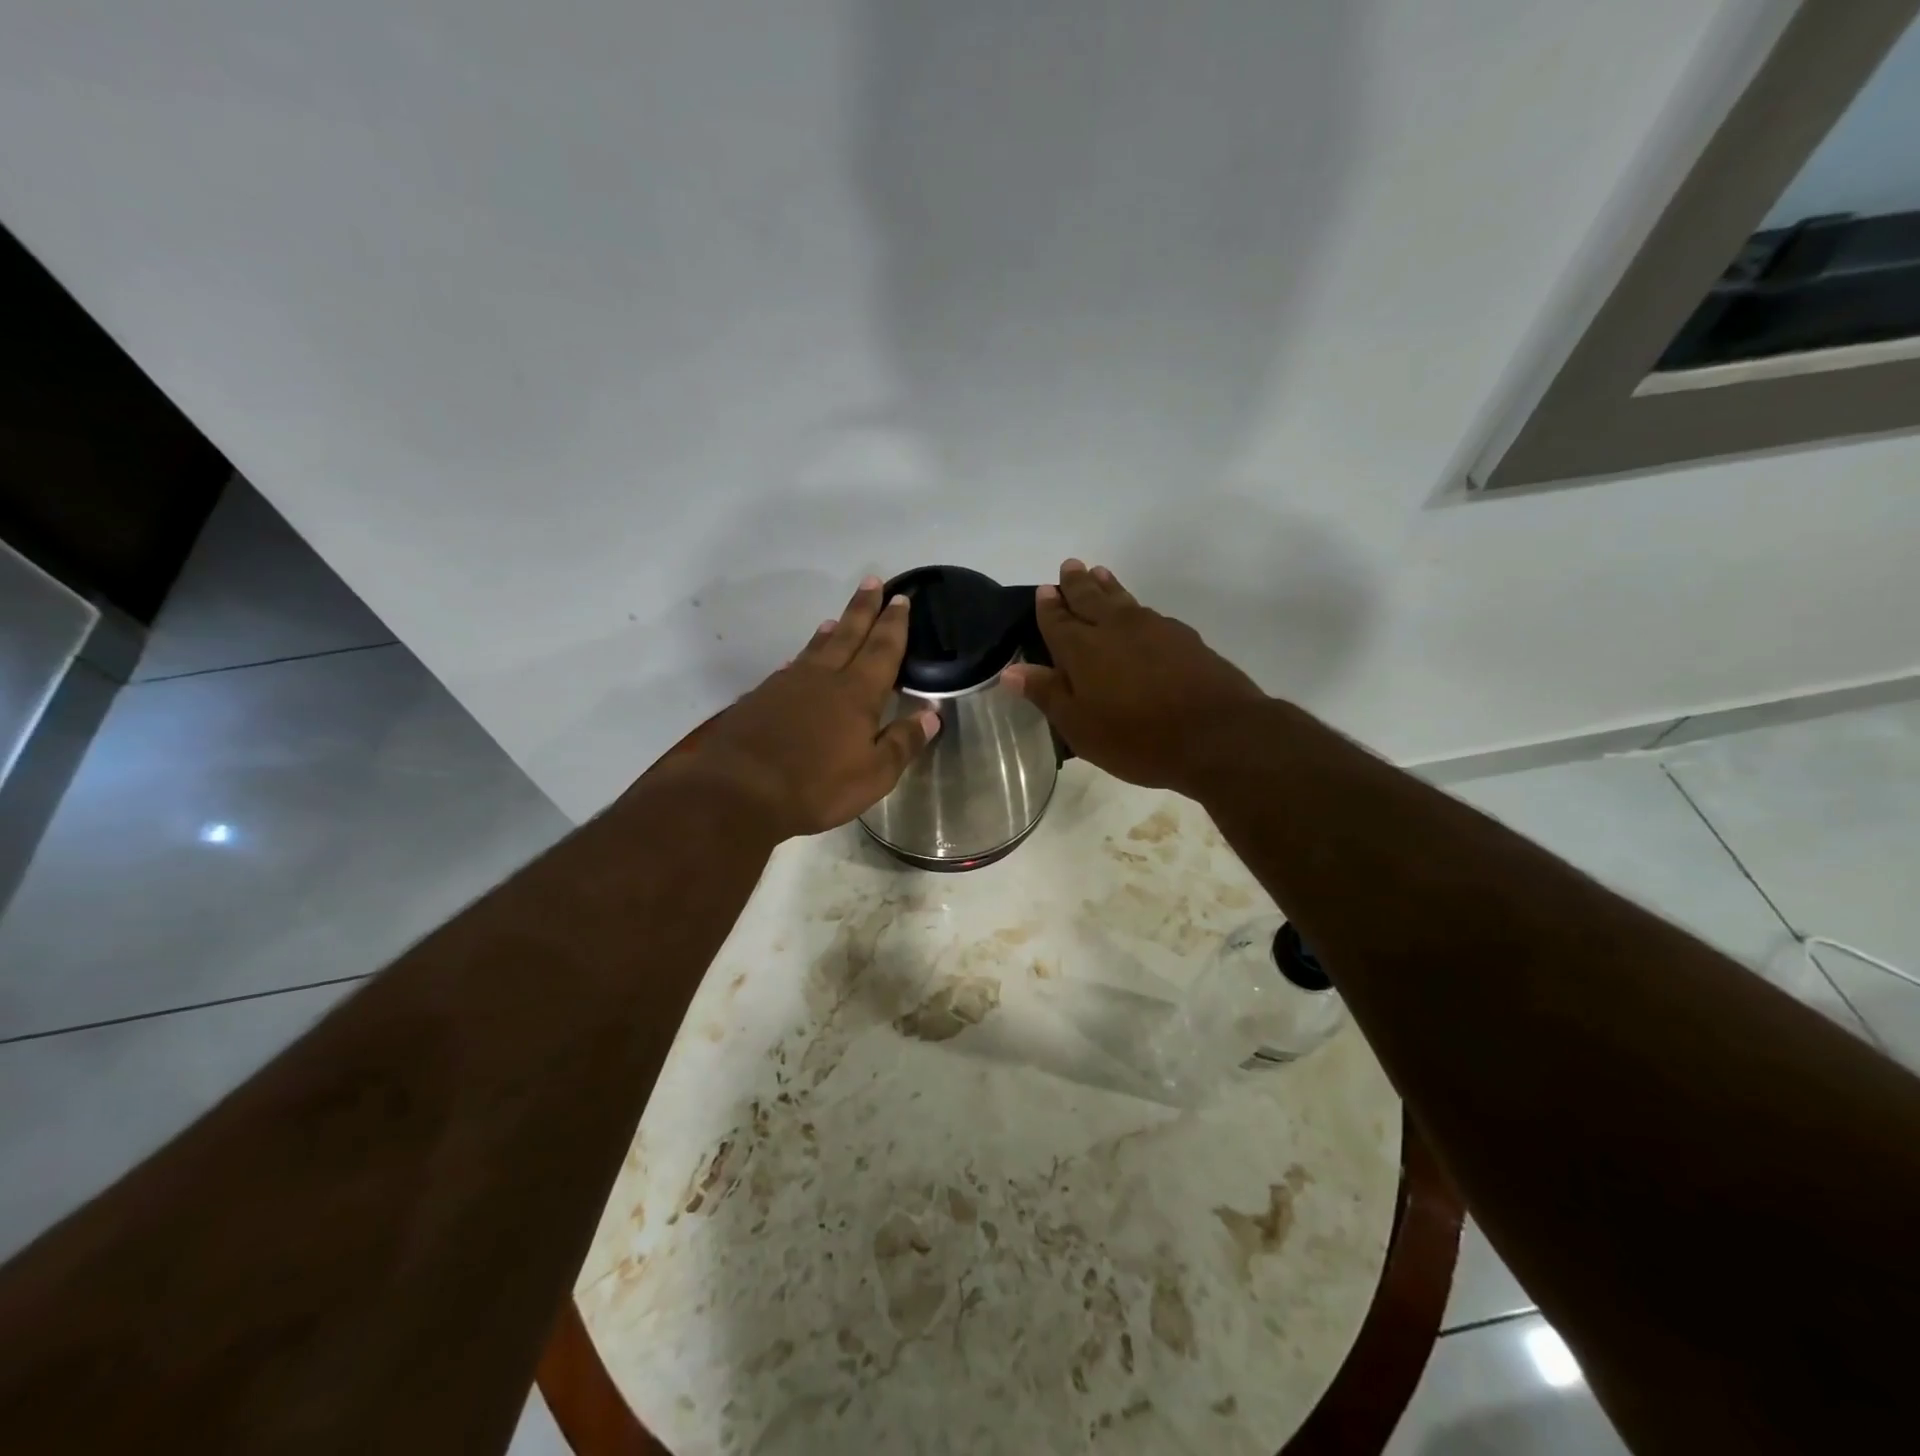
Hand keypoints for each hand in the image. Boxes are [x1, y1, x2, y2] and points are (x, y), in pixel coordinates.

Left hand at [685, 577, 939, 838]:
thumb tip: (932, 715)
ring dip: (831, 630)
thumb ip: (903, 742)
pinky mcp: (761, 698)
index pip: (883, 650)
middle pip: (848, 634)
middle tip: (873, 581)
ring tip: (837, 617)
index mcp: (857, 694)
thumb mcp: (873, 775)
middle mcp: (824, 678)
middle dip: (863, 609)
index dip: (894, 624)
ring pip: (816, 648)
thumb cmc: (816, 786)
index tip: (901, 599)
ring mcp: (788, 685)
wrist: (739, 791)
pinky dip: (802, 657)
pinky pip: (790, 667)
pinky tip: (799, 661)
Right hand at [1001, 559, 1264, 793]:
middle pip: (1091, 598)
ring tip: (1100, 573)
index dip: (1049, 606)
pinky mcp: (1184, 638)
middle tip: (1070, 565)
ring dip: (1107, 586)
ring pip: (1123, 599)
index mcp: (1083, 648)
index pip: (1058, 620)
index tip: (1045, 589)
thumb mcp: (1080, 726)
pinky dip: (1135, 606)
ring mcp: (1154, 628)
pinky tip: (1139, 612)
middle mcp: (1115, 628)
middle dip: (1077, 583)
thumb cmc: (1137, 737)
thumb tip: (1011, 670)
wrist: (1218, 734)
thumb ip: (1047, 694)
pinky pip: (1149, 613)